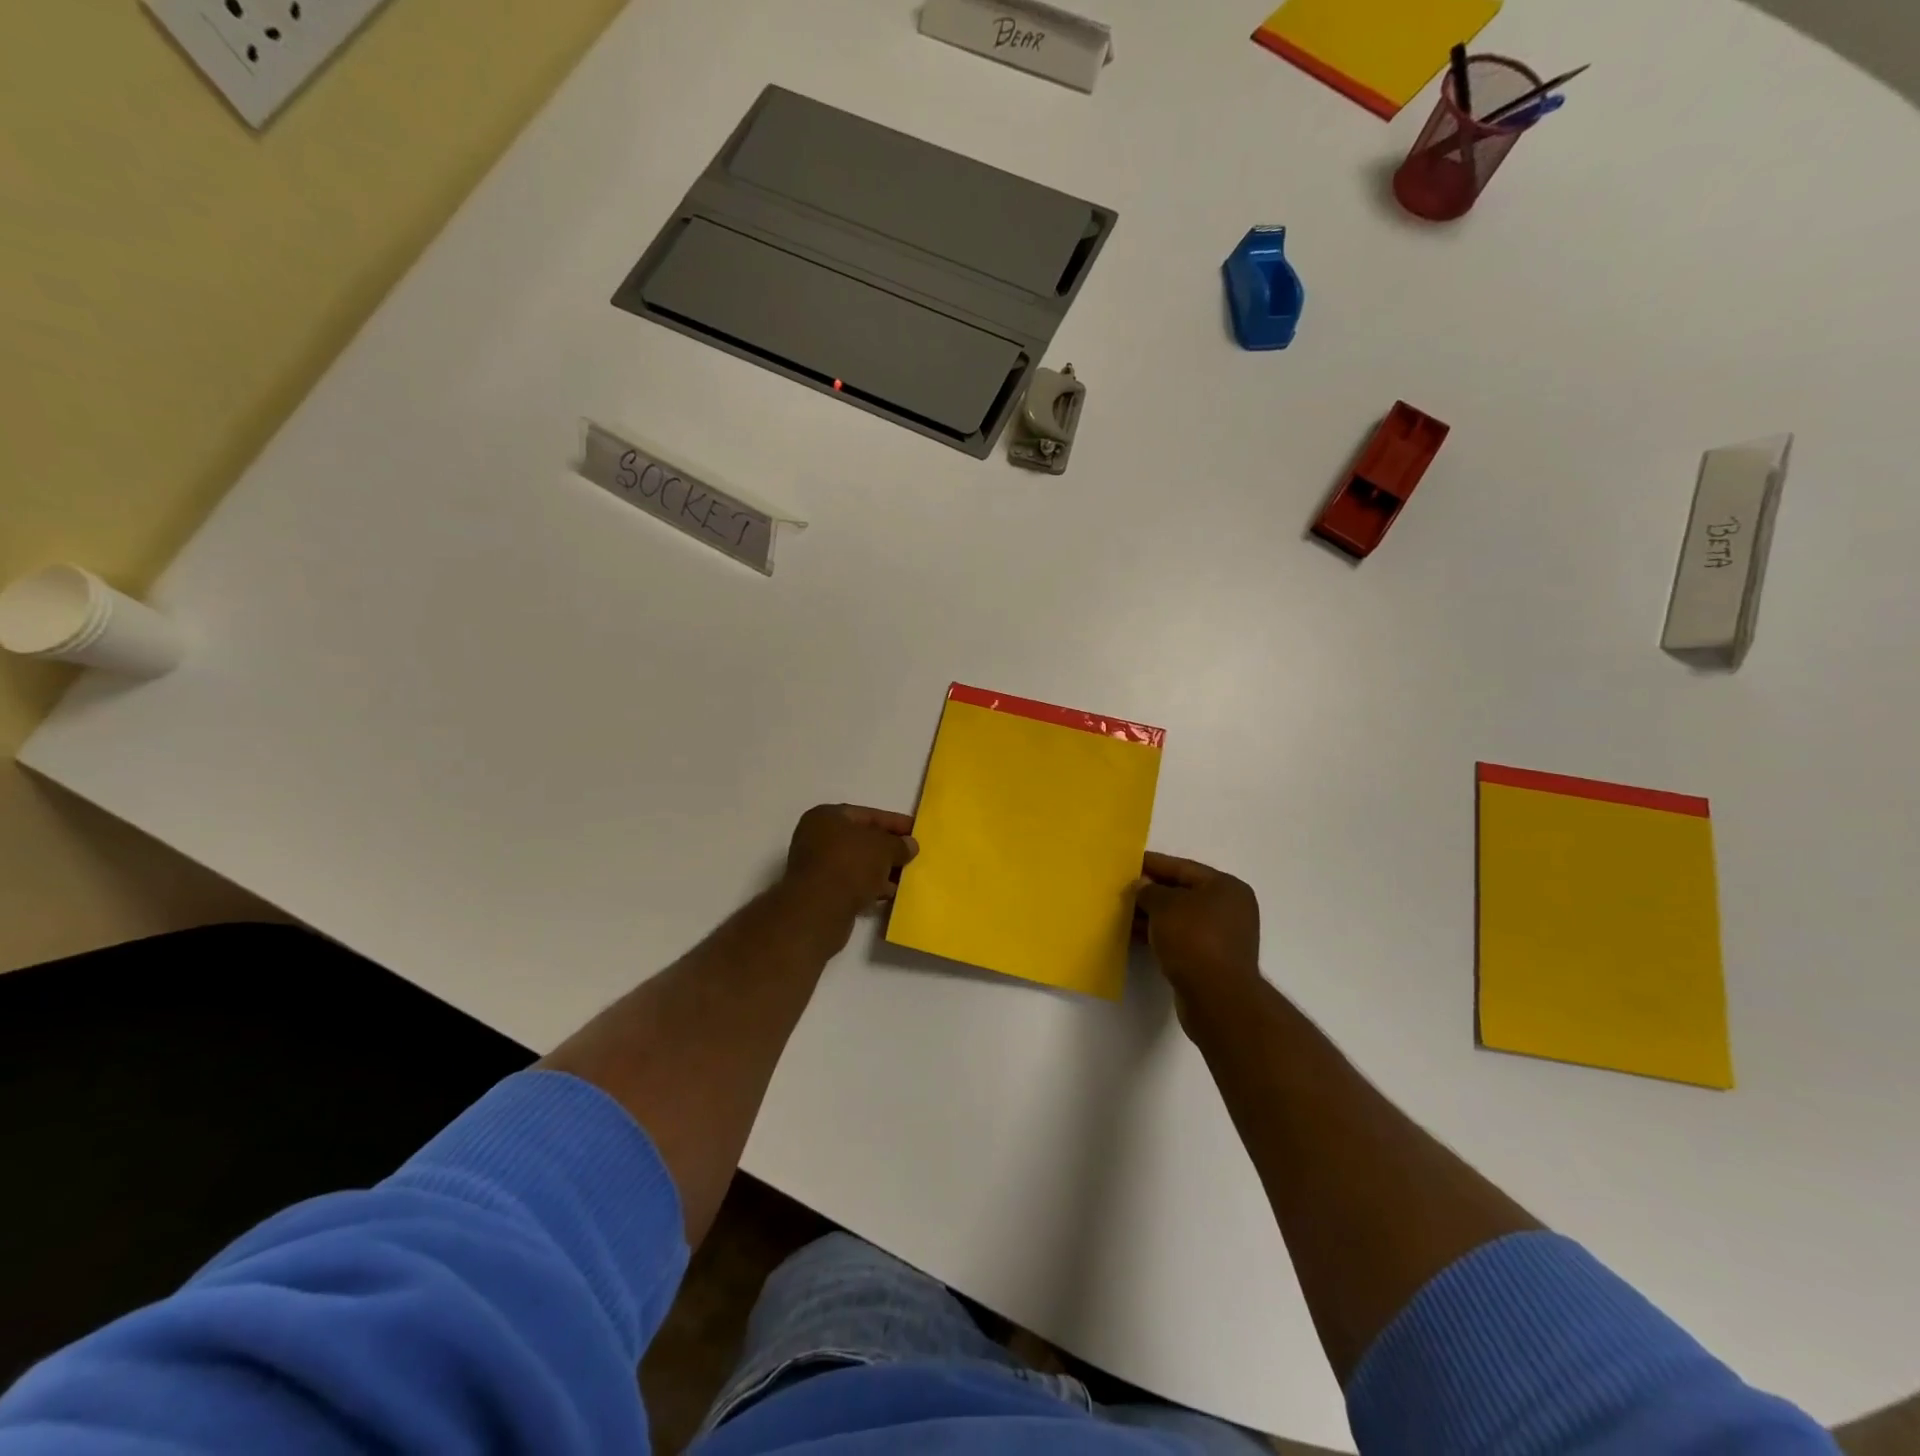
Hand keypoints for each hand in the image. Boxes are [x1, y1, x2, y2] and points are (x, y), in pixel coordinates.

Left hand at [782, 804, 918, 922]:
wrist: (818, 911)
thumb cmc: (850, 865)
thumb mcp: (884, 848)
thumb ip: (899, 844)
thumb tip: (909, 845)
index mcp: (827, 817)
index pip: (868, 815)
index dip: (895, 822)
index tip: (916, 831)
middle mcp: (817, 837)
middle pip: (861, 839)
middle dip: (888, 848)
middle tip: (913, 855)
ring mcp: (817, 866)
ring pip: (857, 863)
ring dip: (881, 869)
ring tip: (906, 877)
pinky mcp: (820, 892)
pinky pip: (851, 882)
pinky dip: (870, 885)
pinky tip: (890, 893)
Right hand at [1132, 853, 1261, 1012]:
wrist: (1217, 997)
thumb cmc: (1193, 939)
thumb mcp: (1164, 906)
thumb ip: (1149, 891)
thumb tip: (1143, 886)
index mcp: (1226, 887)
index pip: (1183, 868)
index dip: (1154, 864)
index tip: (1129, 862)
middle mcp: (1229, 908)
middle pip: (1183, 892)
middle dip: (1152, 891)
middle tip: (1123, 889)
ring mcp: (1223, 936)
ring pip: (1180, 918)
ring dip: (1153, 915)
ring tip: (1123, 913)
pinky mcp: (1212, 960)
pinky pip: (1181, 938)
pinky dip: (1161, 934)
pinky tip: (1135, 935)